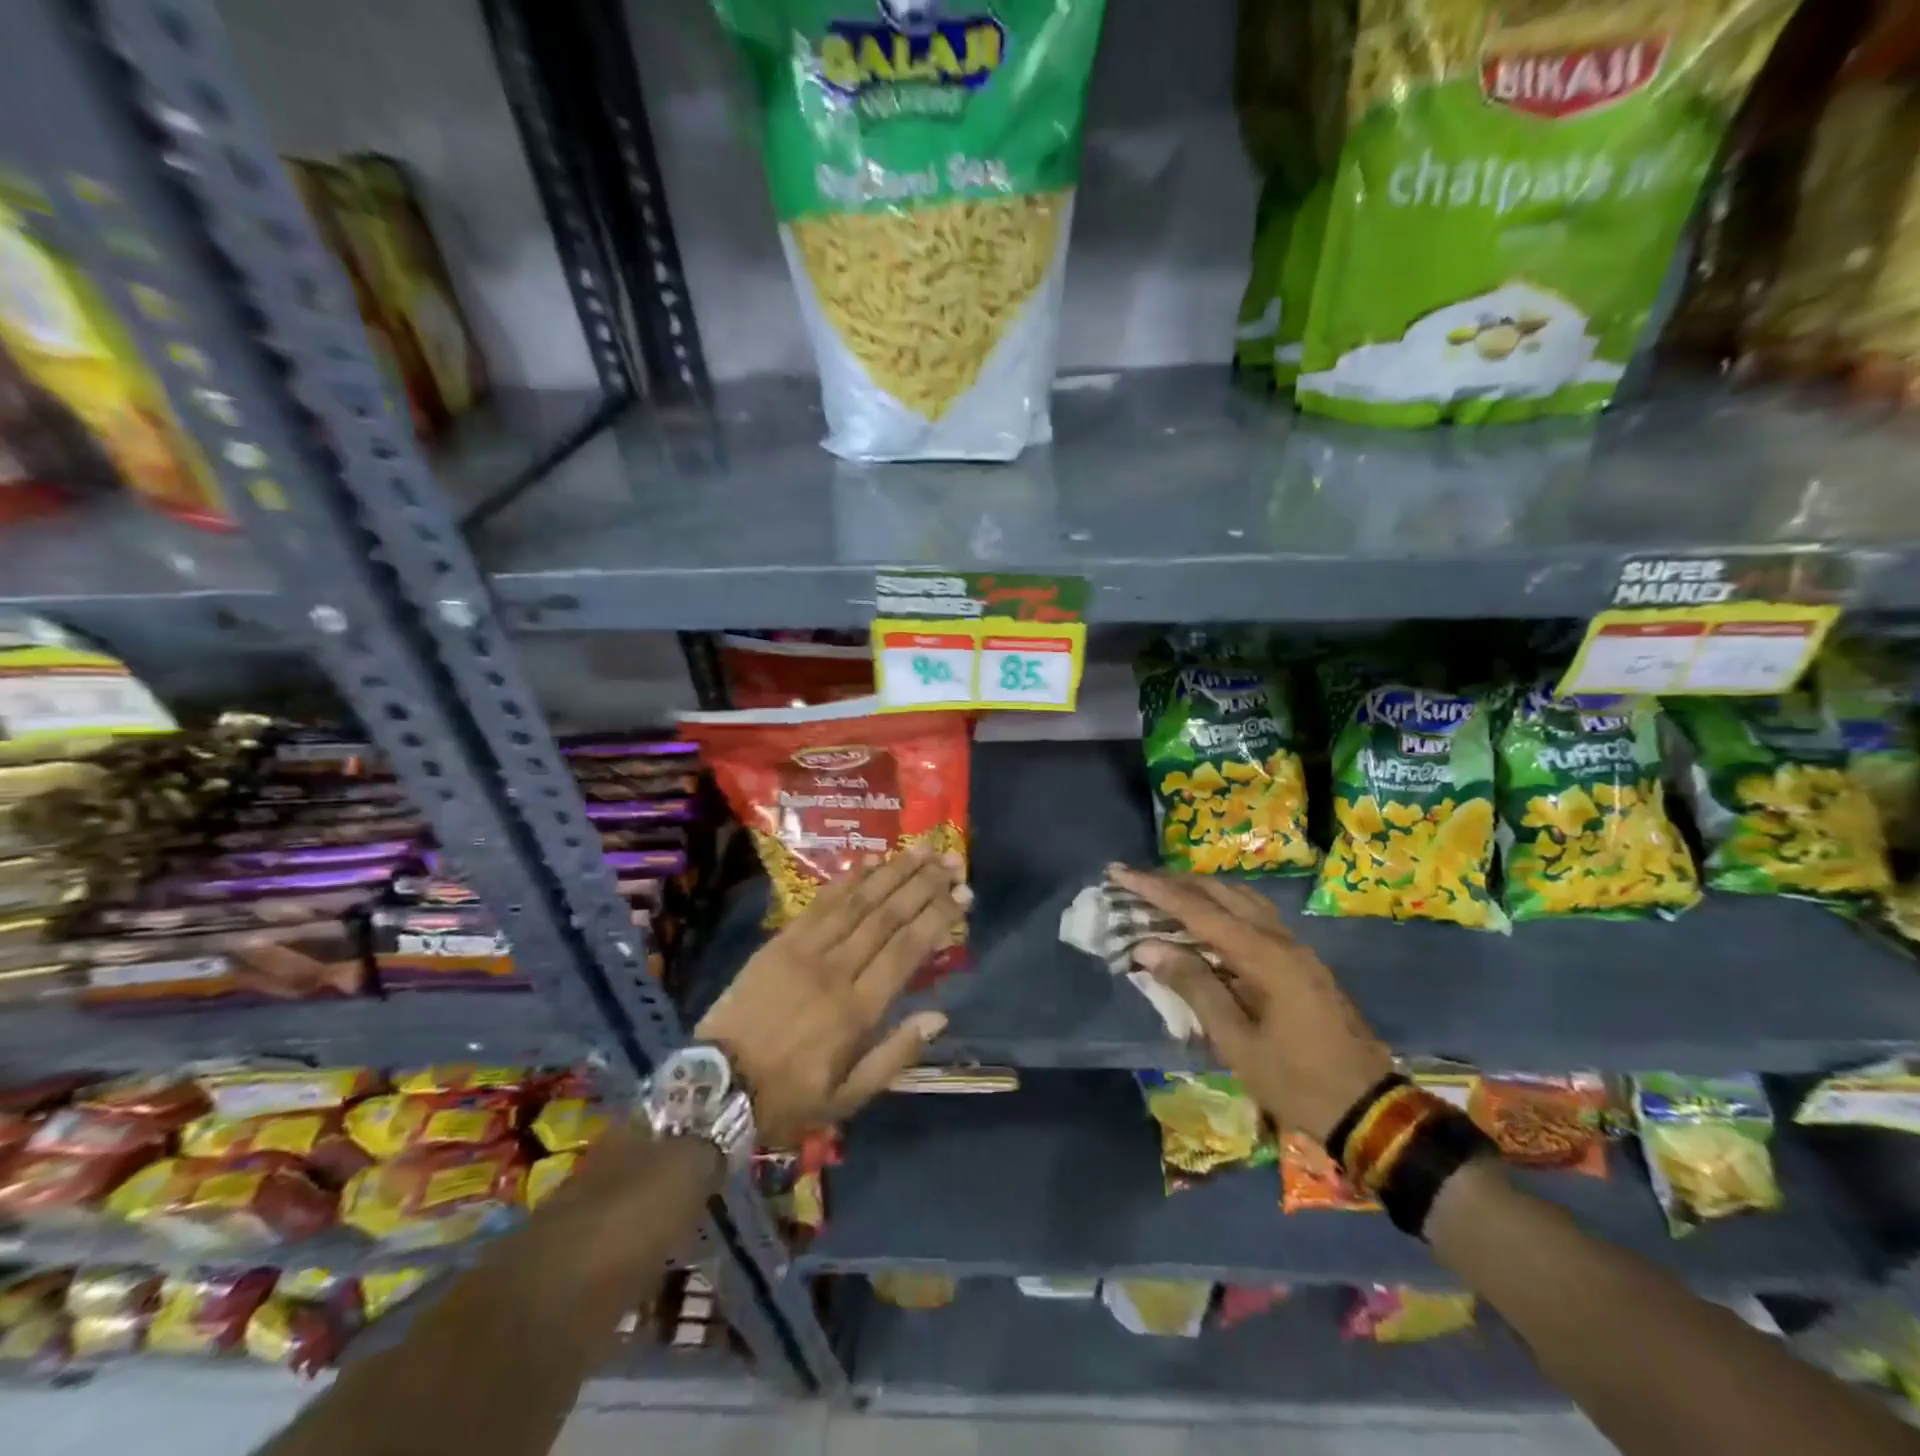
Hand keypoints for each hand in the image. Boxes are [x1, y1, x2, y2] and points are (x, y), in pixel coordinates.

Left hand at [697, 850, 967, 1145]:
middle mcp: (835, 970)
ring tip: (921, 850)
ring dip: (892, 872)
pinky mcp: (779, 942)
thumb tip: (939, 1016)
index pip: (907, 950)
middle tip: (951, 861)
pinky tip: (869, 862)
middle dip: (924, 885)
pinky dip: (846, 880)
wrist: (713, 1089)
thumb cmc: (788, 1098)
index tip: (963, 894)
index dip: (938, 917)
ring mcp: (804, 951)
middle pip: (887, 916)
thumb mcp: (848, 1098)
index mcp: (856, 1010)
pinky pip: (819, 903)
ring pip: (857, 902)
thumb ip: (895, 1055)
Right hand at [1109, 864, 1391, 1144]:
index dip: (1154, 890)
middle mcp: (1282, 940)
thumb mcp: (1236, 1042)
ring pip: (1242, 901)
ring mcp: (1296, 949)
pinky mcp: (1301, 964)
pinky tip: (1206, 924)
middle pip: (1222, 893)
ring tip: (1165, 894)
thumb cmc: (1297, 1081)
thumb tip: (1149, 947)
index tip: (1119, 873)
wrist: (1370, 1111)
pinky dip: (1223, 910)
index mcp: (1264, 956)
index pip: (1197, 910)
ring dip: (1201, 892)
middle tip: (1136, 879)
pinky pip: (1256, 919)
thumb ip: (1194, 987)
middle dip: (1176, 882)